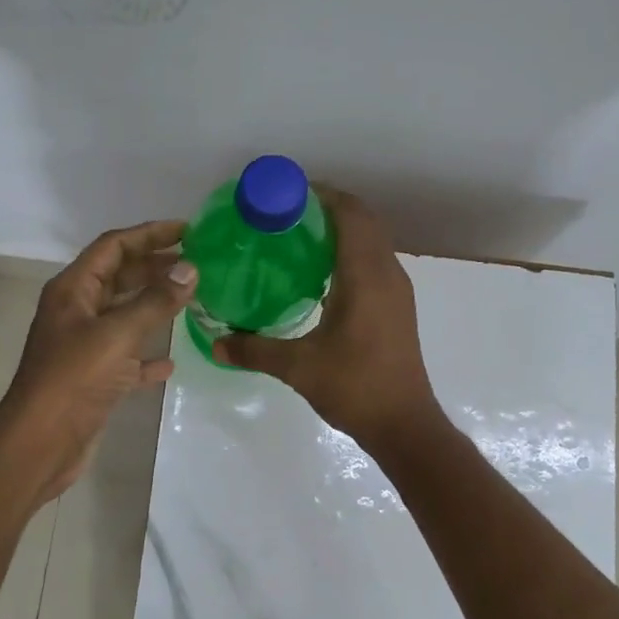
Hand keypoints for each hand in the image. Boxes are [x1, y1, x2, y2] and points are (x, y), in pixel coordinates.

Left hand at [0, 220, 197, 500]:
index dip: (149, 234)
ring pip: (124, 316)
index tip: (188, 231)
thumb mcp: (118, 335)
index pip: (113, 247)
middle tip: (197, 264)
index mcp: (74, 290)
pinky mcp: (94, 378)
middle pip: (120, 277)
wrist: (41, 442)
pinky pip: (126, 357)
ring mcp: (84, 346)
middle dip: (155, 267)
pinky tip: (171, 362)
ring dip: (155, 307)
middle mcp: (77, 312)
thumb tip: (190, 269)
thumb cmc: (74, 379)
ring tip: (191, 300)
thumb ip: (155, 301)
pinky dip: (147, 356)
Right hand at [212, 188, 440, 450]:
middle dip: (327, 208)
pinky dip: (349, 252)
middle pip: (362, 220)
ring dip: (340, 229)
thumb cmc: (355, 387)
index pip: (349, 214)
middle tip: (283, 213)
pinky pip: (373, 261)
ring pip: (370, 241)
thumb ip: (254, 350)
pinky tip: (318, 274)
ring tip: (296, 237)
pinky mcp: (396, 306)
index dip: (321, 195)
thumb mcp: (298, 367)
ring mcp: (396, 289)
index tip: (284, 193)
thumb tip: (215, 342)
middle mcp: (387, 273)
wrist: (404, 424)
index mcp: (366, 276)